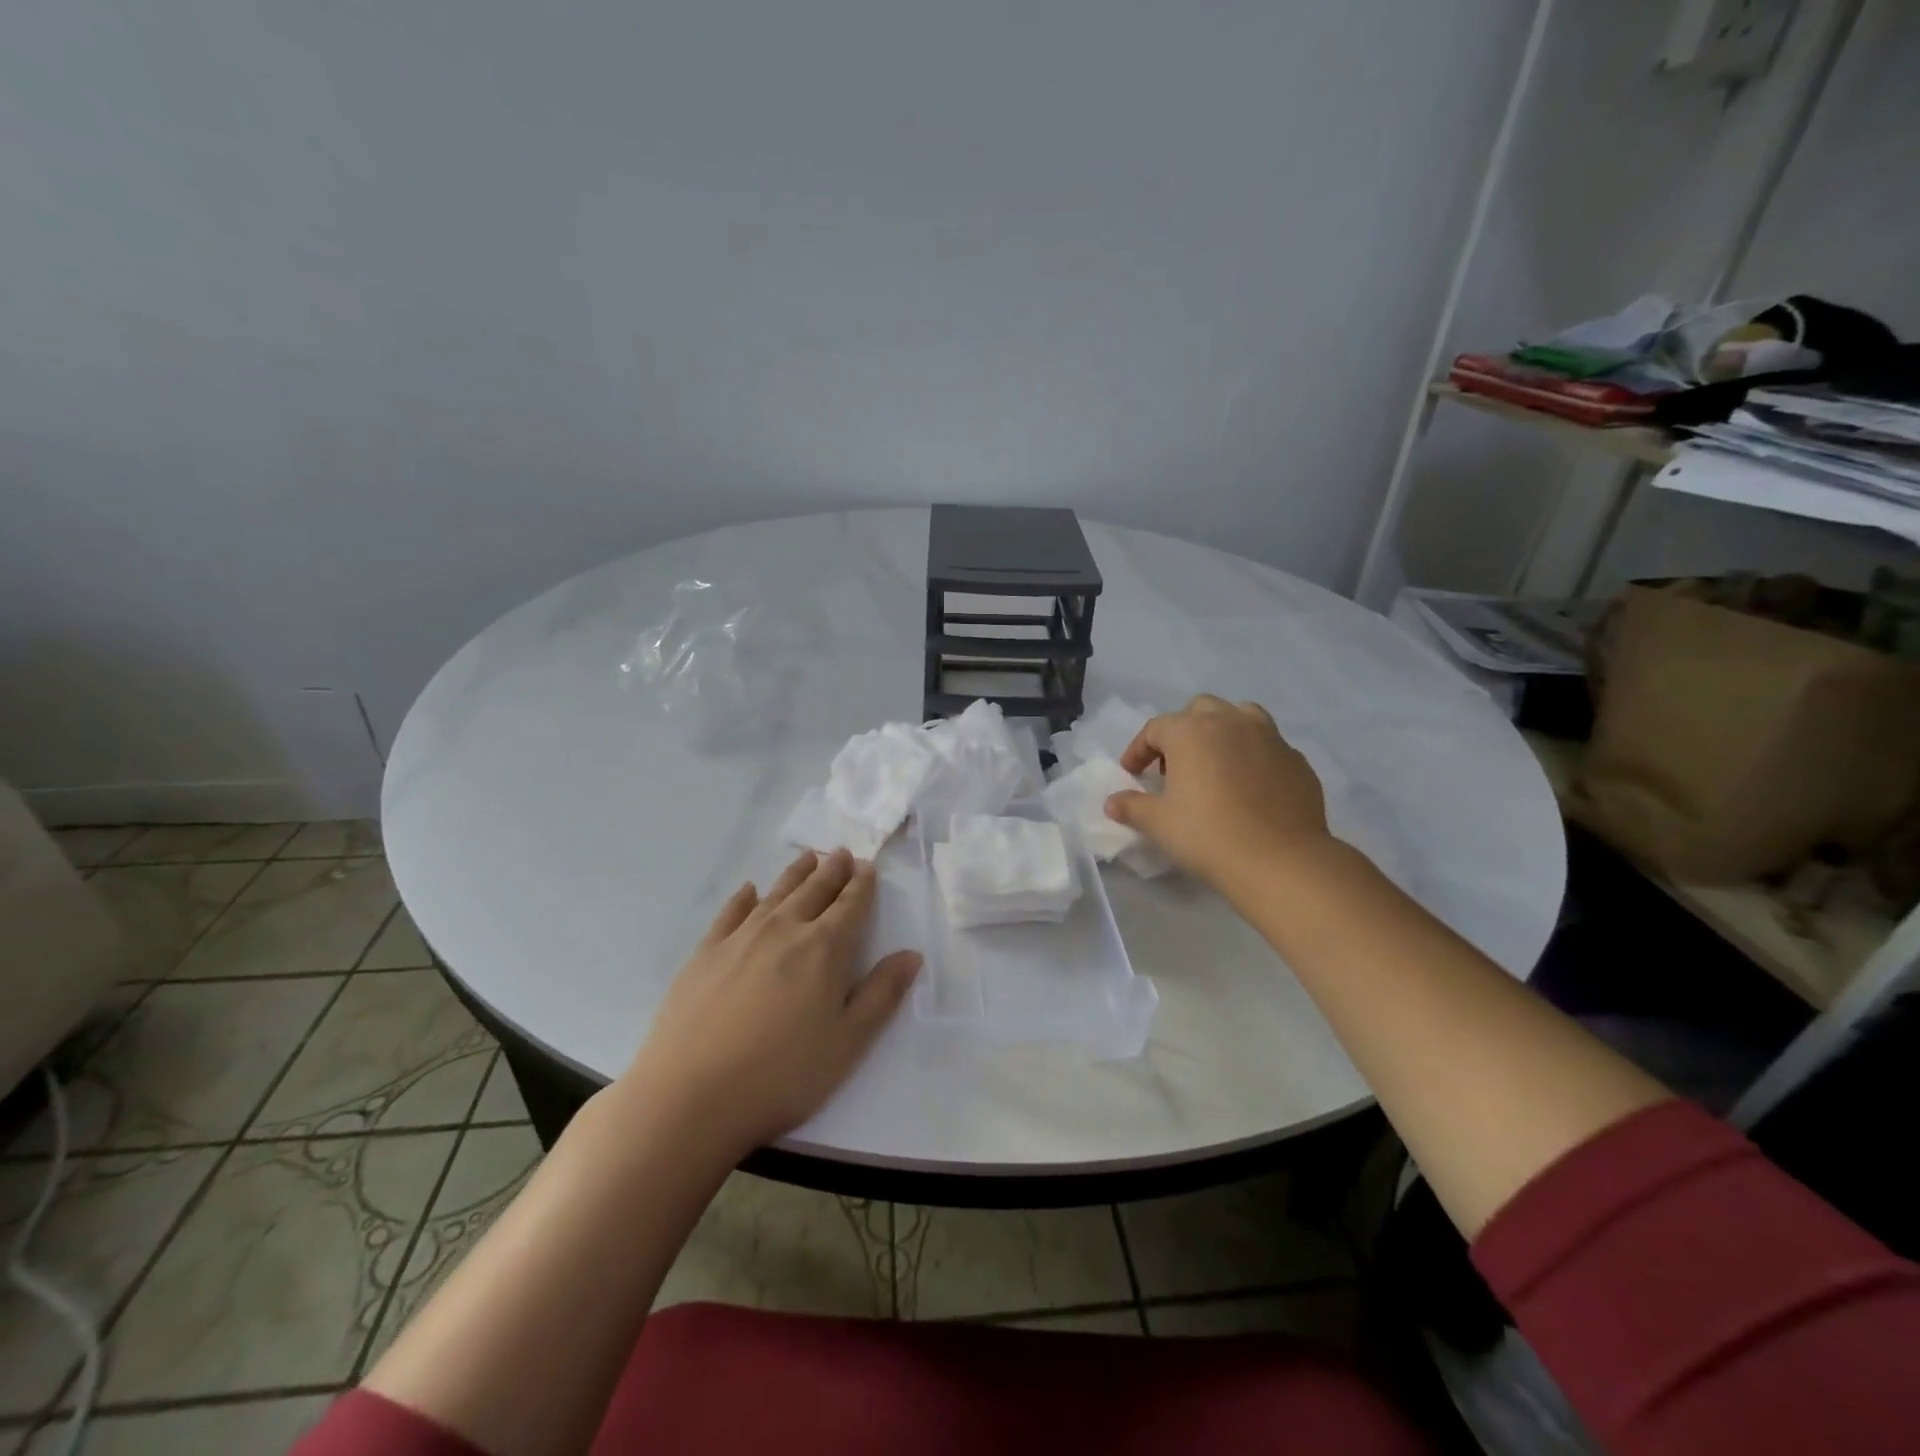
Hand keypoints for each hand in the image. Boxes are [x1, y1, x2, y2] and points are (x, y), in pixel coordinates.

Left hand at [618, 849, 919, 1156]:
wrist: (691, 1096)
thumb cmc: (783, 1074)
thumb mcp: (848, 1042)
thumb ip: (882, 993)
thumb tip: (911, 954)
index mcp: (824, 949)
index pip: (850, 905)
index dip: (862, 885)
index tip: (868, 866)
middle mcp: (784, 930)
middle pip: (814, 891)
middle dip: (832, 871)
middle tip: (842, 853)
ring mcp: (740, 938)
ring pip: (776, 894)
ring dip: (796, 874)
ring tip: (808, 858)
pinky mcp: (705, 954)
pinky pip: (730, 912)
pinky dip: (744, 897)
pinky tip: (749, 890)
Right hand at [1104, 694, 1333, 894]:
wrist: (1280, 860)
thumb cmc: (1208, 835)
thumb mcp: (1158, 823)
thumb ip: (1132, 806)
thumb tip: (1112, 803)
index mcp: (1191, 731)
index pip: (1155, 729)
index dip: (1139, 750)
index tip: (1132, 773)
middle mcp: (1231, 722)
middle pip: (1199, 711)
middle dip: (1182, 732)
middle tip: (1174, 767)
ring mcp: (1269, 737)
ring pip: (1241, 717)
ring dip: (1222, 732)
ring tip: (1216, 764)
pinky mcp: (1296, 760)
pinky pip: (1268, 746)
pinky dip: (1253, 756)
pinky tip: (1249, 787)